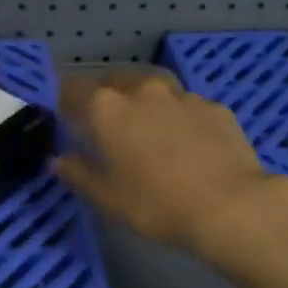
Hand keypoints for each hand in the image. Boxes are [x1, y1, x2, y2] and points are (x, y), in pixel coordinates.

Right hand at [54, 72, 287, 265]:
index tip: (67, 119)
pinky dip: (178, 117)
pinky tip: (185, 141)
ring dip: (144, 102)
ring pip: (154, 88)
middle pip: (115, 81)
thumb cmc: (156, 204)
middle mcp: (143, 90)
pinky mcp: (215, 107)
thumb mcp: (106, 198)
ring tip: (147, 127)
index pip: (74, 89)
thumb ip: (78, 173)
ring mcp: (182, 96)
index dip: (66, 102)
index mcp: (107, 108)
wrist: (230, 206)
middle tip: (106, 123)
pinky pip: (186, 106)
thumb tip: (58, 160)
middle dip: (106, 96)